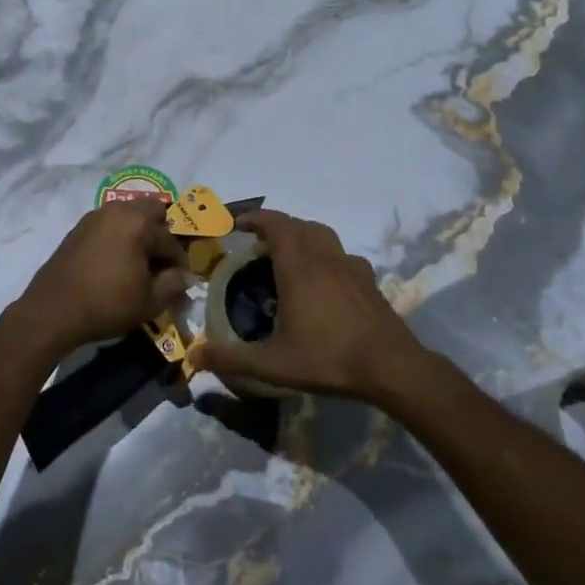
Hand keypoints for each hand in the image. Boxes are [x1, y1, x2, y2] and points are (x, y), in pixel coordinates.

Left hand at [16, 199, 191, 355]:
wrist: (53, 310)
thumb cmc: (107, 303)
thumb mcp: (149, 301)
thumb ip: (173, 284)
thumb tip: (186, 276)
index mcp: (138, 221)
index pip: (170, 238)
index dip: (179, 262)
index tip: (180, 281)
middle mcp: (117, 210)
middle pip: (150, 212)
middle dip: (160, 234)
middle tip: (160, 263)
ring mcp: (93, 217)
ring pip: (127, 216)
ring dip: (138, 234)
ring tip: (138, 264)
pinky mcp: (77, 229)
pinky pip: (108, 226)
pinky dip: (118, 238)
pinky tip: (115, 263)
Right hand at [194, 210, 429, 400]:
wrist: (391, 367)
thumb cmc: (329, 358)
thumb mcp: (273, 364)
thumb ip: (232, 359)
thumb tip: (193, 357)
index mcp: (298, 267)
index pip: (275, 224)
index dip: (255, 218)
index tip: (238, 224)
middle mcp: (324, 257)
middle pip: (298, 224)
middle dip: (275, 225)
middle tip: (257, 242)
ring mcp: (350, 266)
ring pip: (322, 234)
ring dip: (302, 234)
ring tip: (288, 254)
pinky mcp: (368, 280)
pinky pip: (341, 254)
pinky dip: (325, 254)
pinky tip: (324, 277)